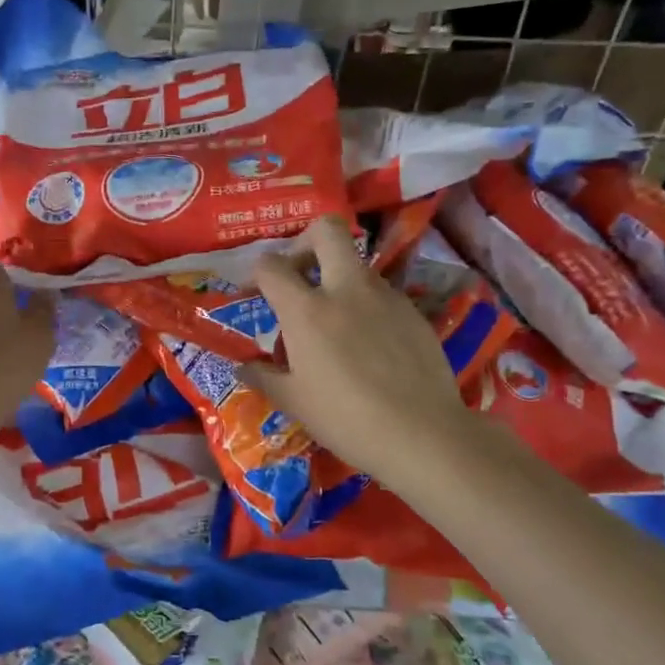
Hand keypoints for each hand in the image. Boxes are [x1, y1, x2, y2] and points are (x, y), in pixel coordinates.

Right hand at [242, 216, 467, 477]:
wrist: (422, 434)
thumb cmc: (346, 419)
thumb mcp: (294, 402)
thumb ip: (263, 377)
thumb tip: (242, 368)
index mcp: (307, 310)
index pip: (271, 266)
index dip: (256, 272)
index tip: (254, 292)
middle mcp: (346, 290)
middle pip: (326, 230)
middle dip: (306, 241)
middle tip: (298, 273)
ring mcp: (385, 297)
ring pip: (356, 264)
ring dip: (337, 278)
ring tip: (333, 322)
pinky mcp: (413, 312)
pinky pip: (381, 294)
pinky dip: (365, 305)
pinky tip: (368, 344)